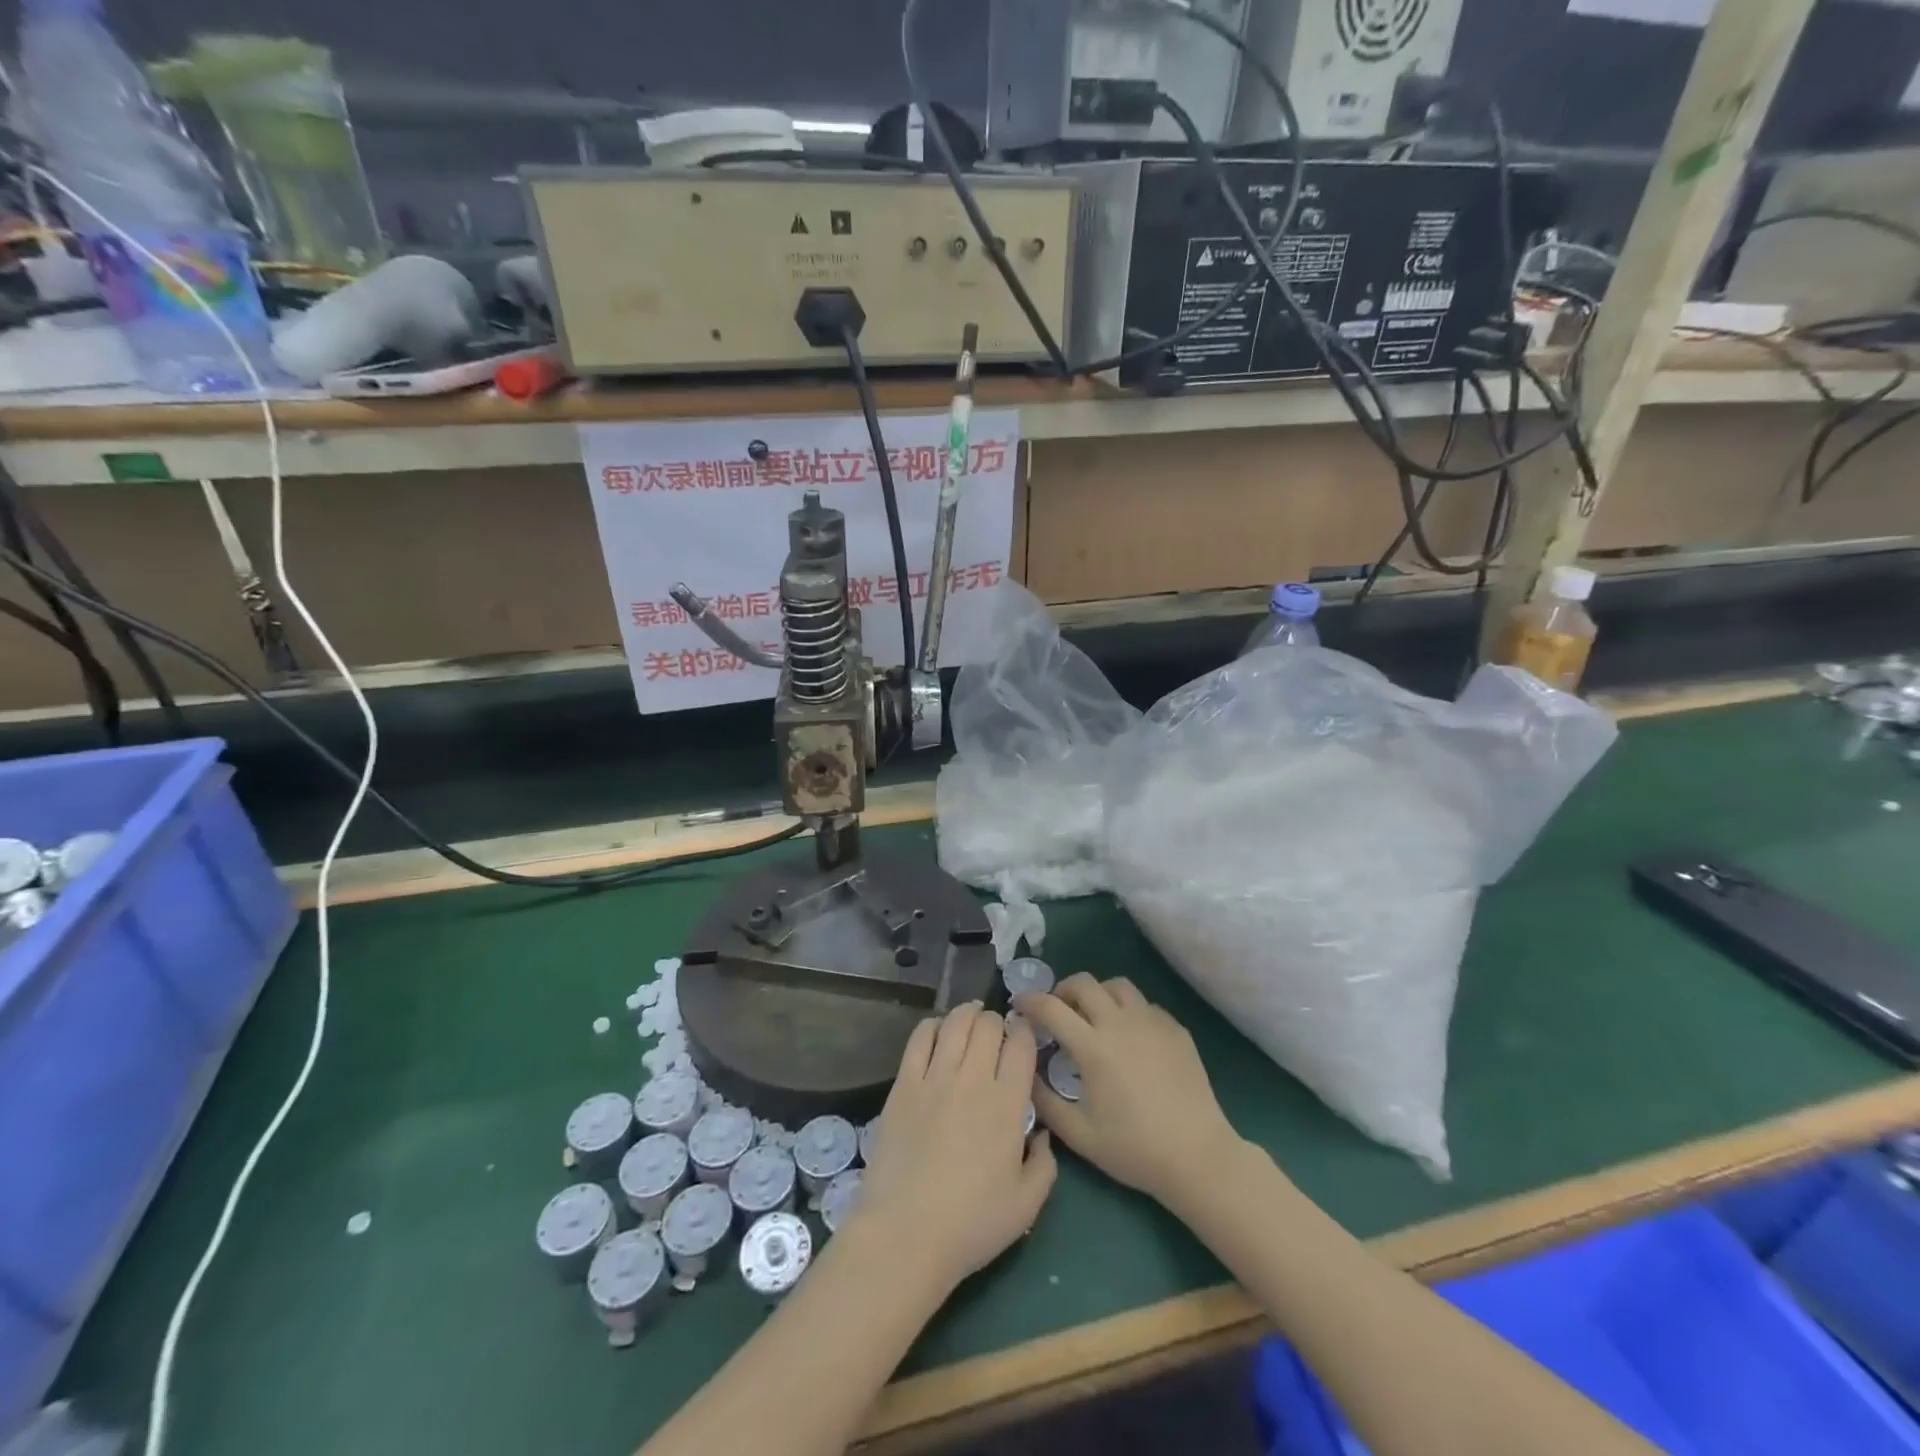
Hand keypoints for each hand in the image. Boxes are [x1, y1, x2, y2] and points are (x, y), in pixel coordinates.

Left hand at [850, 1004, 1056, 1296]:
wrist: (905, 1234)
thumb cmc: (971, 1224)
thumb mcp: (1026, 1205)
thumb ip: (1045, 1164)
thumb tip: (1042, 1133)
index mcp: (1007, 1104)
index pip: (1022, 1045)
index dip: (1025, 1032)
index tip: (1024, 1036)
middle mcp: (973, 1079)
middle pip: (988, 1025)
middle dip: (997, 1021)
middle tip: (997, 1032)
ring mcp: (935, 1078)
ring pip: (955, 1023)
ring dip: (967, 1014)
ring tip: (971, 1018)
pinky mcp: (904, 1084)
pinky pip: (919, 1037)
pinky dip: (932, 1025)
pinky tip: (937, 1031)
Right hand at [1019, 975, 1245, 1206]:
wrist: (1198, 1156)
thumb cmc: (1134, 1149)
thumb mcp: (1079, 1135)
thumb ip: (1044, 1102)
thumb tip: (1025, 1074)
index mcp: (1093, 1046)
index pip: (1051, 1007)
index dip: (1029, 1000)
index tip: (1019, 1005)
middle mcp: (1121, 1023)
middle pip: (1084, 982)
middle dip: (1062, 990)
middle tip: (1057, 1011)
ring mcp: (1152, 1022)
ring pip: (1118, 985)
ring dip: (1097, 994)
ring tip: (1094, 1017)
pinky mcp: (1176, 1029)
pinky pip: (1145, 1005)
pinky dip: (1128, 1011)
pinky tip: (1129, 1037)